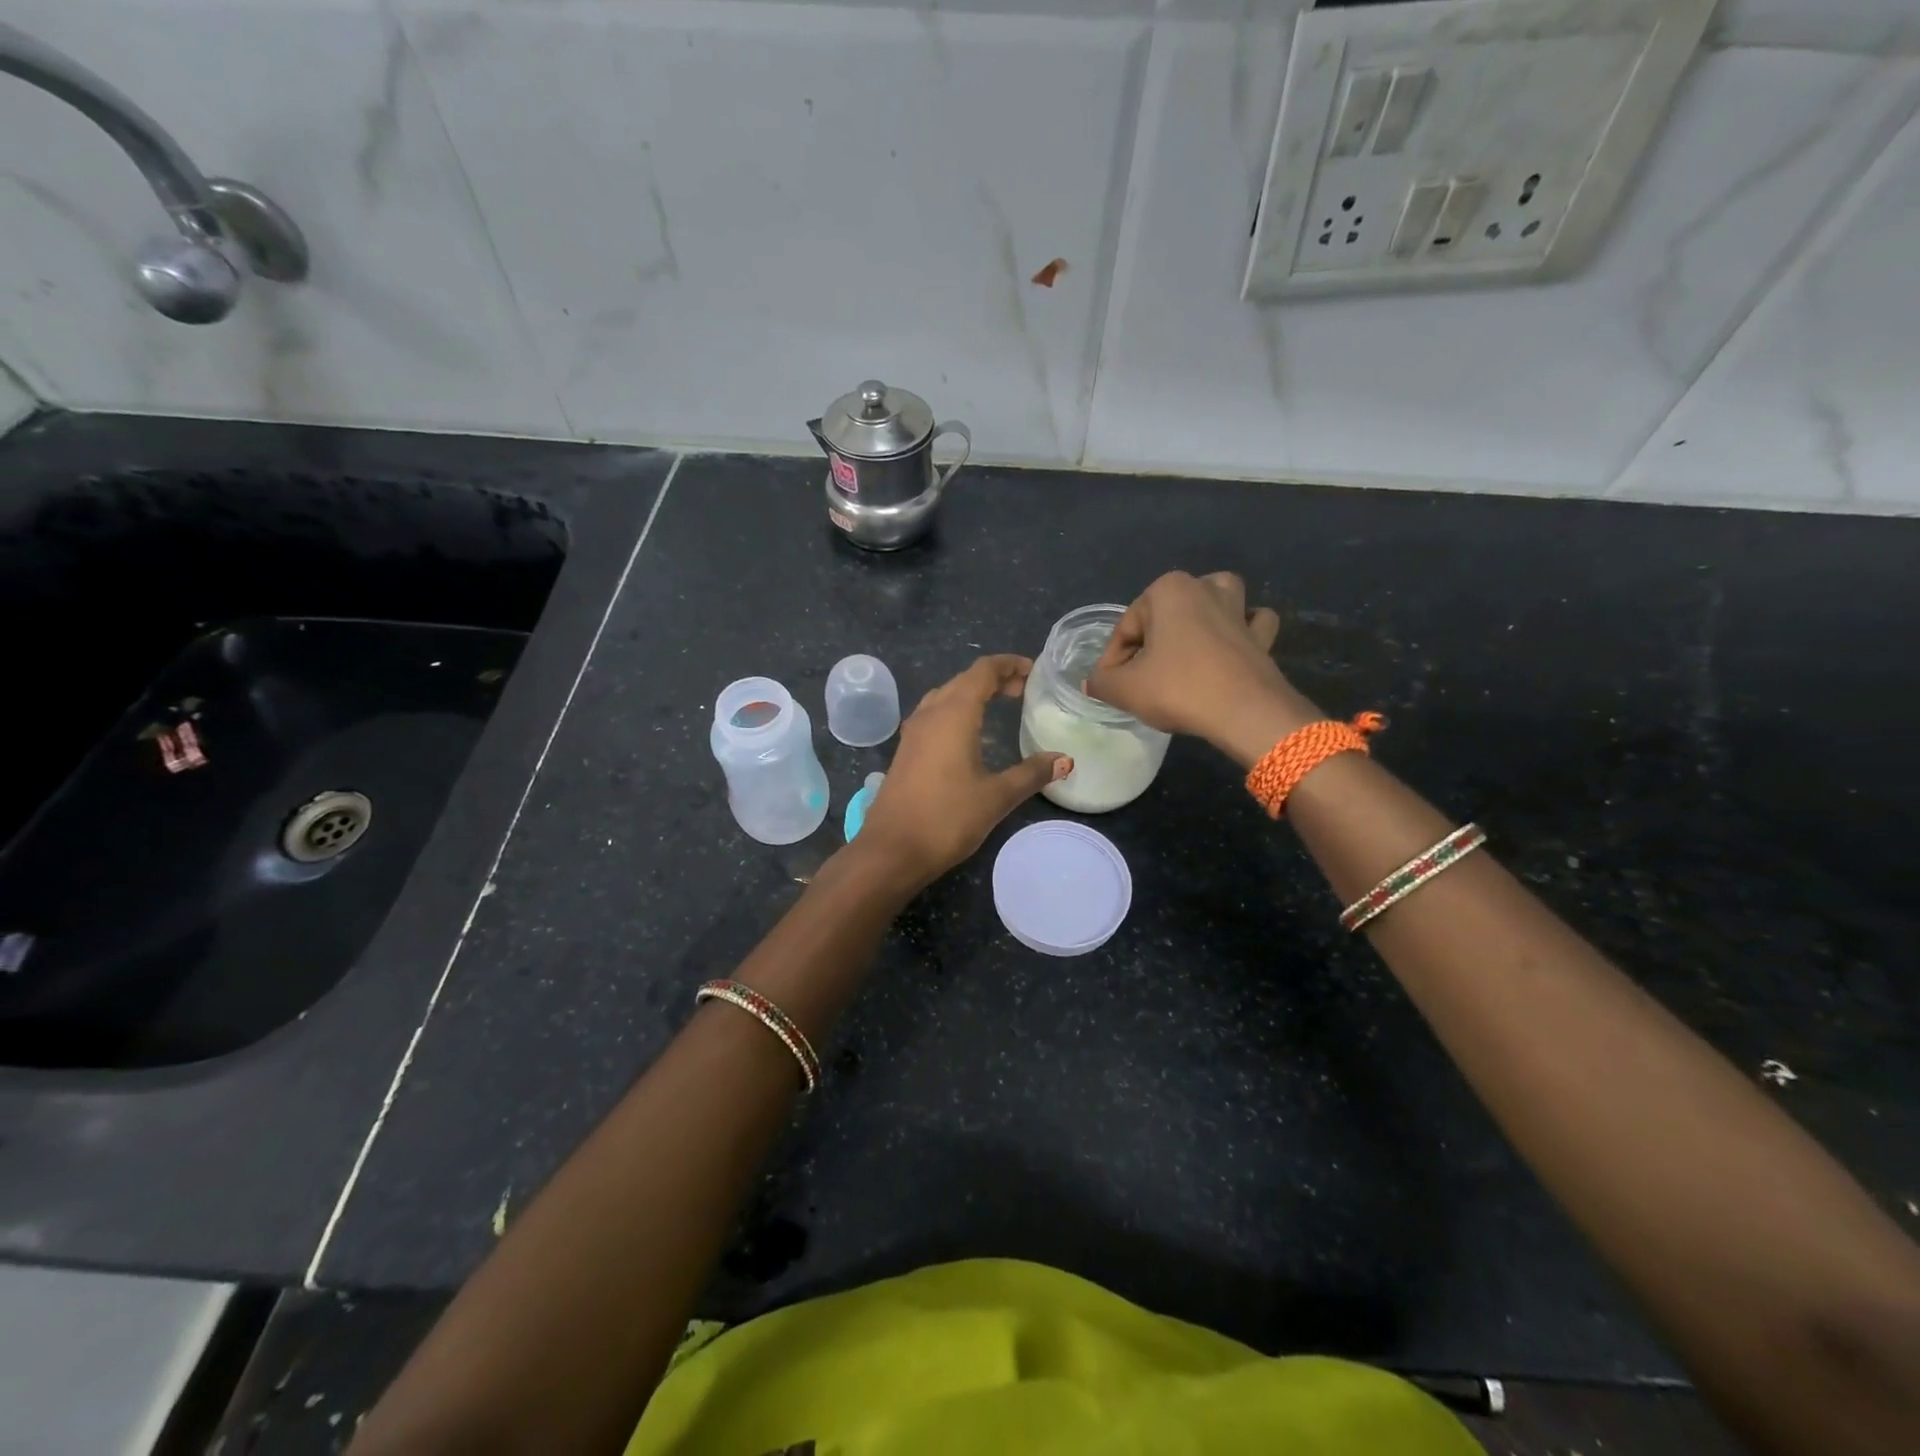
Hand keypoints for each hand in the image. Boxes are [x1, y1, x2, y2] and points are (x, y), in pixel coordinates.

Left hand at [853, 655, 1069, 887]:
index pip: (982, 671)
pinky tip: (969, 734)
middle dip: (994, 678)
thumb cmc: (947, 818)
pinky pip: (934, 715)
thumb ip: (1031, 773)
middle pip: (963, 680)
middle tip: (1023, 691)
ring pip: (945, 696)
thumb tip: (1064, 760)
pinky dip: (957, 711)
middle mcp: (930, 714)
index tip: (1034, 671)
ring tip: (999, 705)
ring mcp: (913, 732)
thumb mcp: (996, 796)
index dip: (1009, 664)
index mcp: (953, 714)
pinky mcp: (906, 751)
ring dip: (972, 693)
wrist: (891, 850)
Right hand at [1084, 571, 1320, 767]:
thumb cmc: (1178, 689)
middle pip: (1163, 616)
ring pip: (1212, 605)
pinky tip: (1230, 647)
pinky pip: (1249, 623)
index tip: (1111, 689)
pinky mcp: (1261, 635)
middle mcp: (1204, 587)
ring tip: (1184, 650)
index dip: (1113, 661)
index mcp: (1167, 590)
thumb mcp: (1123, 689)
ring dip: (1199, 619)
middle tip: (1141, 681)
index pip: (1125, 629)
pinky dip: (1241, 630)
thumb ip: (1101, 681)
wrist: (1245, 713)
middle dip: (1150, 644)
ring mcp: (1238, 609)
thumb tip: (1095, 682)